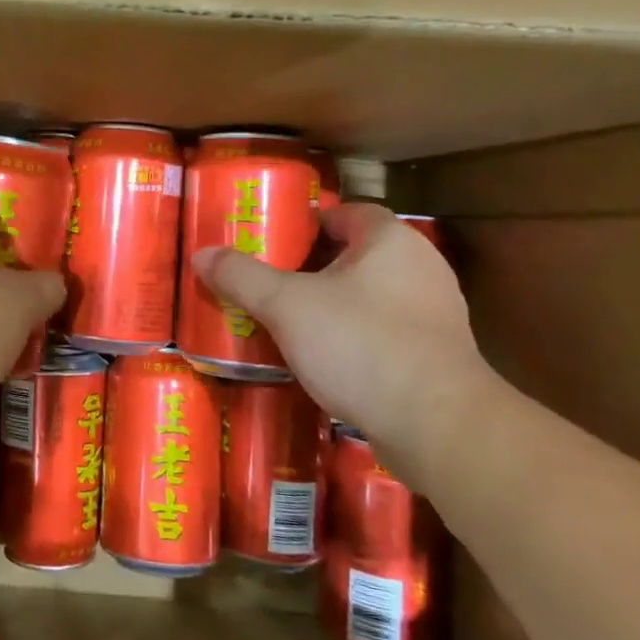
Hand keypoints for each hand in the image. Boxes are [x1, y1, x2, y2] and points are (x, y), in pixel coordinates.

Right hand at [193, 205, 486, 481]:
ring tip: (290, 323)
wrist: (438, 427)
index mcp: (390, 240)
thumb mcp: (287, 306)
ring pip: (371, 296)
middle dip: (314, 268)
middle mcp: (421, 267)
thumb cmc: (361, 346)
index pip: (347, 212)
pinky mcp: (437, 356)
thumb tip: (201, 254)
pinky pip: (386, 332)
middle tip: (272, 283)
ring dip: (334, 306)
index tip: (274, 243)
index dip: (309, 223)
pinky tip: (326, 360)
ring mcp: (435, 314)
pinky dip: (356, 338)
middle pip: (356, 255)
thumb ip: (242, 277)